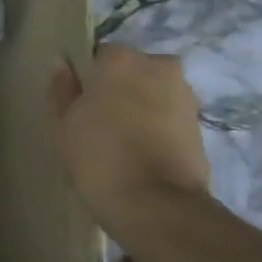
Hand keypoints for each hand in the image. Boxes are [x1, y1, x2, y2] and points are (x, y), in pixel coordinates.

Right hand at [49, 45, 210, 239]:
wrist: (156, 204)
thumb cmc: (99, 157)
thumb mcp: (63, 125)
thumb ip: (61, 89)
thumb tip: (62, 64)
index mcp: (120, 59)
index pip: (98, 57)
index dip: (88, 82)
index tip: (81, 107)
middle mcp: (158, 65)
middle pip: (131, 71)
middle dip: (119, 90)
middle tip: (102, 125)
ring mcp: (184, 93)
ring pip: (153, 92)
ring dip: (141, 108)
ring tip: (124, 143)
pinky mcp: (200, 122)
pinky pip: (169, 115)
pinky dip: (158, 127)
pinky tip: (144, 154)